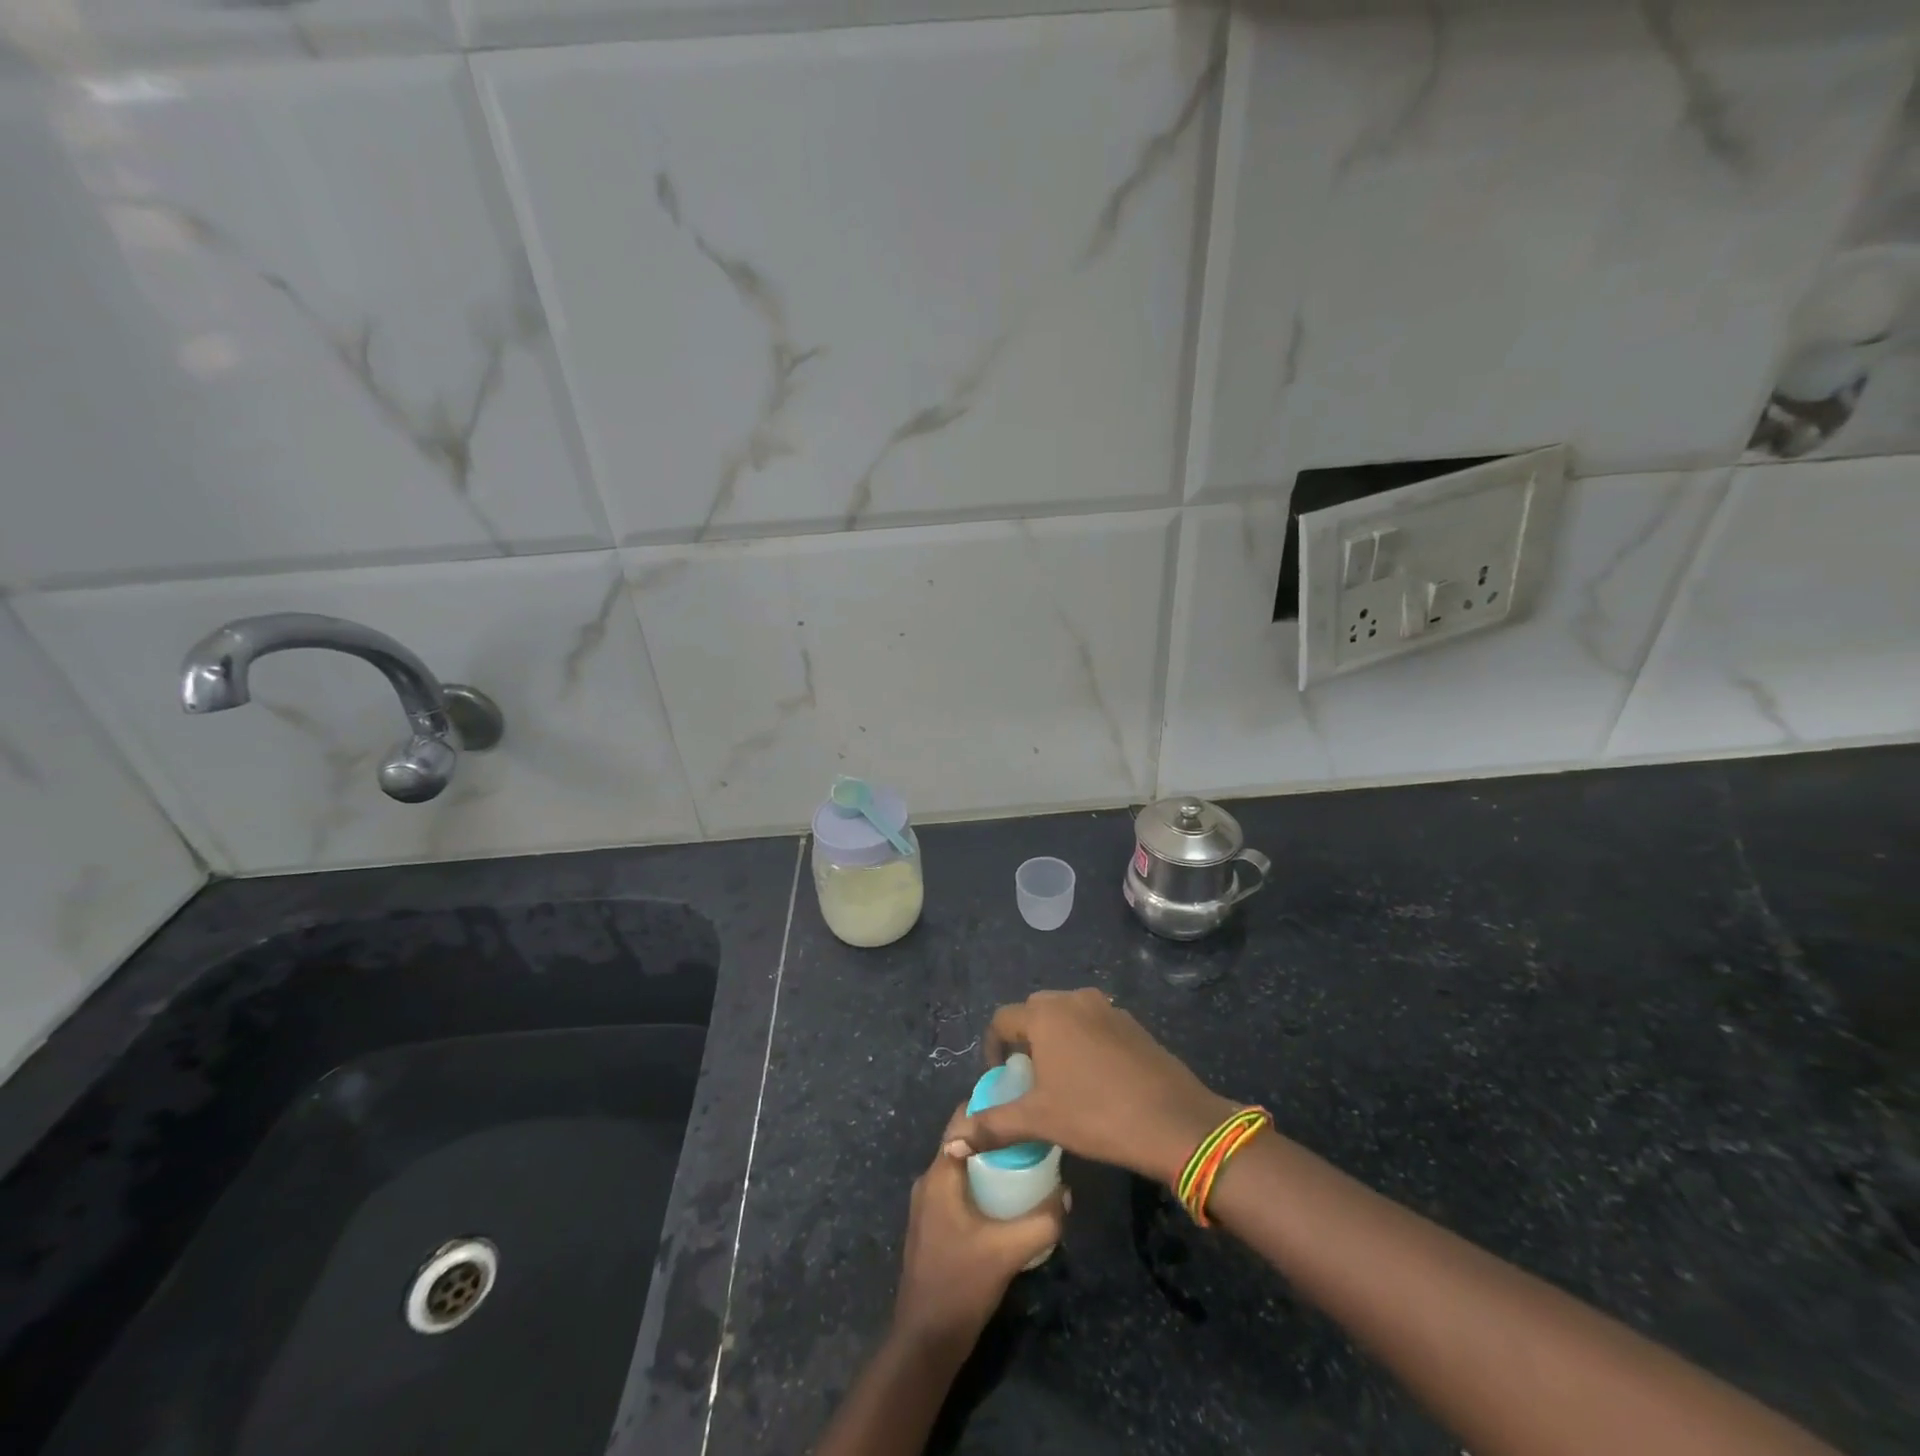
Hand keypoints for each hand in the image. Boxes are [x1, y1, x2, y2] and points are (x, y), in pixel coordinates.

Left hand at [891, 1108, 1067, 1347]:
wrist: (925, 1341)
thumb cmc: (960, 1284)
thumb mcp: (1008, 1252)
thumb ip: (1042, 1222)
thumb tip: (1066, 1194)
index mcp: (940, 1174)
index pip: (962, 1120)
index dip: (989, 1104)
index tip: (1020, 1098)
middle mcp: (930, 1181)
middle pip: (964, 1141)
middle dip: (996, 1134)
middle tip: (1032, 1132)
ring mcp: (928, 1205)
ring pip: (962, 1167)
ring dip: (990, 1161)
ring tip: (1027, 1159)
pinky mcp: (933, 1226)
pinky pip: (959, 1188)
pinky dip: (982, 1183)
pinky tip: (1008, 1197)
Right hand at [952, 988, 1235, 1185]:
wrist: (1174, 1120)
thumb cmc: (1096, 1115)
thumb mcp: (1040, 1121)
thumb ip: (993, 1126)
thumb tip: (951, 1142)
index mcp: (1045, 1014)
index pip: (1003, 1019)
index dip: (994, 1048)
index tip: (1001, 1077)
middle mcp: (1073, 1000)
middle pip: (1035, 1012)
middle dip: (1025, 1040)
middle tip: (1029, 1079)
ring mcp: (1106, 1008)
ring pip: (1067, 1015)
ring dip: (1056, 1038)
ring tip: (1061, 1079)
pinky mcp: (1131, 1023)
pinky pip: (1094, 1023)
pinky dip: (1085, 1042)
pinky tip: (1096, 1079)